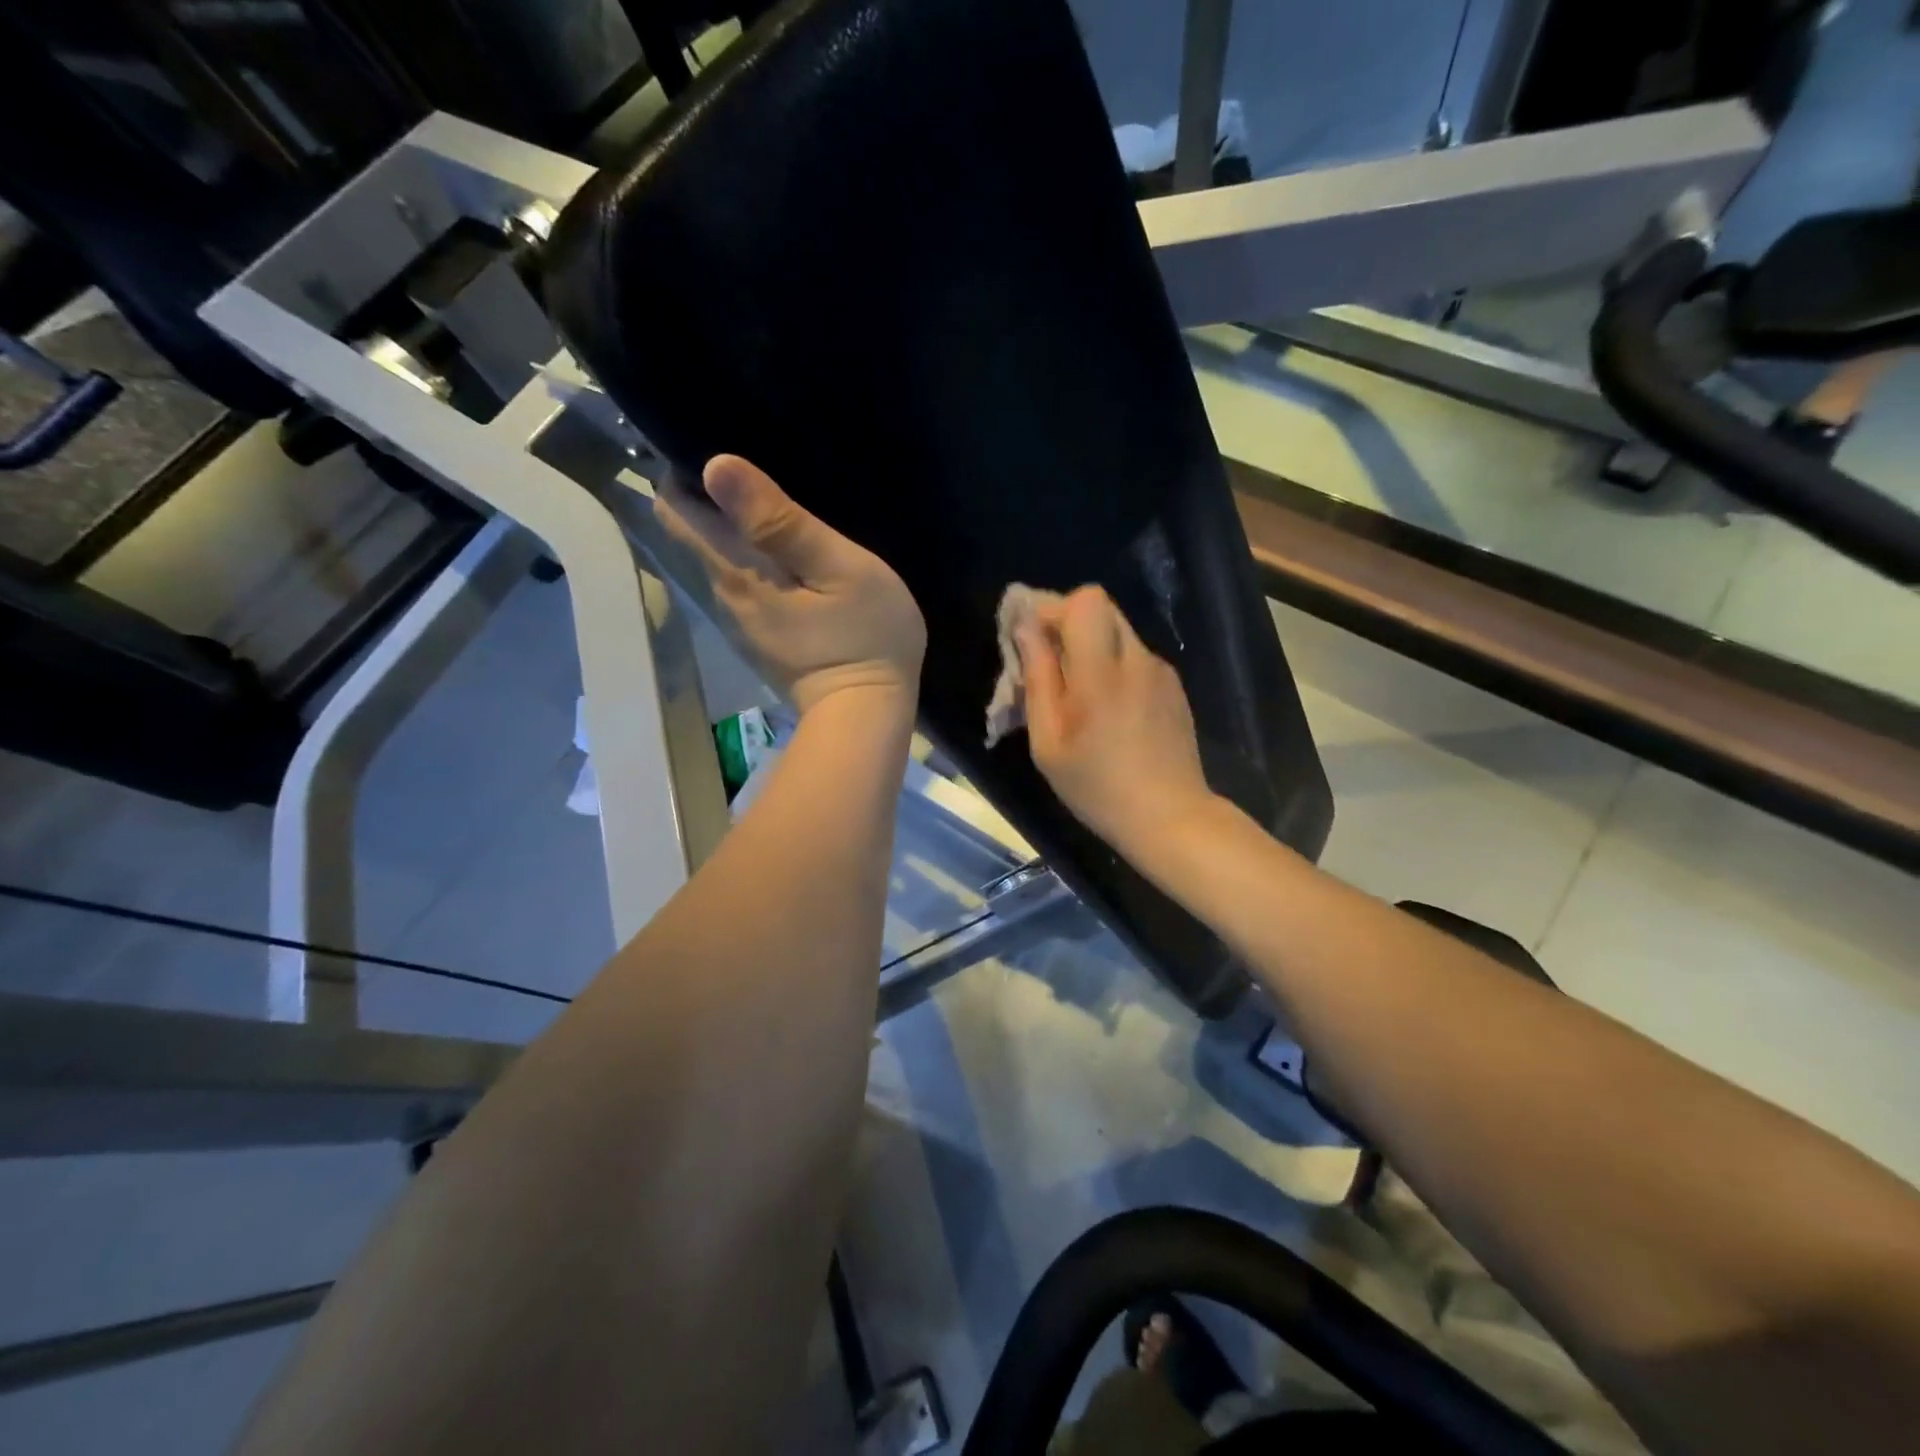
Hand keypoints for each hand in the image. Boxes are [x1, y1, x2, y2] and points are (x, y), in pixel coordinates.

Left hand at [655, 455, 925, 712]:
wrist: (866, 717)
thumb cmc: (864, 638)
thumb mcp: (838, 569)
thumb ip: (781, 522)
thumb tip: (716, 466)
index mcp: (735, 569)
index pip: (675, 510)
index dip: (681, 472)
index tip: (714, 445)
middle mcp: (722, 594)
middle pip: (693, 534)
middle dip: (709, 497)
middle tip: (759, 468)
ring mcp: (739, 623)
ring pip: (717, 560)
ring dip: (734, 529)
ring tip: (777, 504)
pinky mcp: (759, 639)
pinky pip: (740, 584)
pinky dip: (752, 560)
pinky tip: (788, 556)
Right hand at [1017, 586, 1214, 856]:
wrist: (1170, 818)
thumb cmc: (1097, 787)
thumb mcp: (1049, 742)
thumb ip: (1038, 678)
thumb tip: (1025, 629)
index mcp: (1101, 672)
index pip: (1084, 600)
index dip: (1051, 608)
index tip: (1029, 638)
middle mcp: (1137, 659)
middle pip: (1101, 607)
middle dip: (1066, 624)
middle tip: (1047, 663)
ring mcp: (1161, 671)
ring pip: (1118, 633)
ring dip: (1089, 647)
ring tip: (1076, 694)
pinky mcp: (1173, 687)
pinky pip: (1134, 658)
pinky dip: (1112, 668)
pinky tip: (1108, 712)